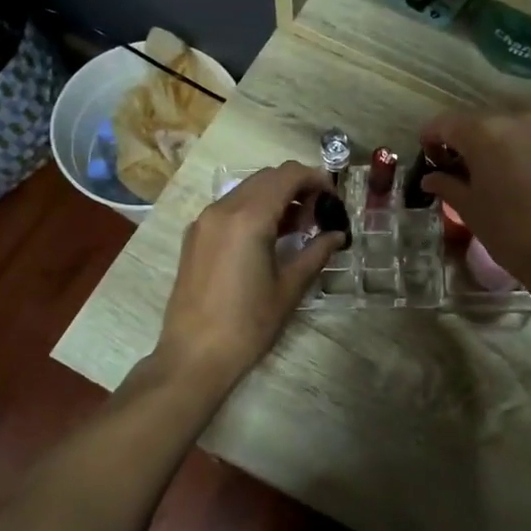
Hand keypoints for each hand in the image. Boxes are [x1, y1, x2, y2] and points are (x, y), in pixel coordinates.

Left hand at [155, 162, 343, 389]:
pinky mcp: (194, 237)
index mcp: (248, 217)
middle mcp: (222, 209)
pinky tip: (268, 239)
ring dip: (275, 198)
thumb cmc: (248, 324)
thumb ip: (316, 253)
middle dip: (297, 187)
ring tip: (299, 227)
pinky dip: (253, 211)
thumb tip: (337, 235)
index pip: (287, 175)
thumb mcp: (289, 288)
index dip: (316, 179)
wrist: (194, 356)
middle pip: (266, 178)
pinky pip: (229, 208)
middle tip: (319, 213)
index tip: (333, 198)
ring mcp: (203, 221)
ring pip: (246, 191)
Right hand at [417, 110, 530, 300]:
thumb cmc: (511, 232)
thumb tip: (431, 177)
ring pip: (505, 128)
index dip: (430, 138)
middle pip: (476, 122)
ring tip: (487, 173)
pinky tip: (515, 176)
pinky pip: (530, 138)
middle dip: (462, 141)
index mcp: (483, 132)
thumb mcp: (469, 209)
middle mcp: (514, 119)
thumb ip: (446, 185)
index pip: (444, 123)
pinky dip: (516, 149)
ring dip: (491, 144)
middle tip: (454, 169)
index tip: (426, 157)